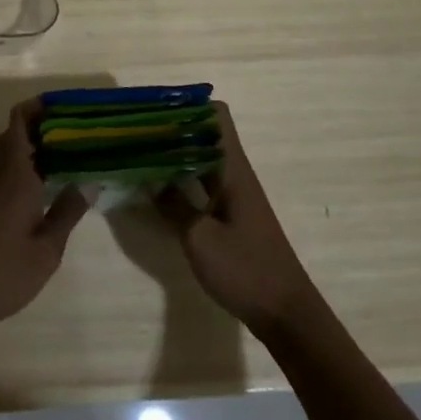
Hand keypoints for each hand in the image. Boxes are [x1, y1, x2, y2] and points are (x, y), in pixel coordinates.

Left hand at [0, 100, 89, 332]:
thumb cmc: (1, 272)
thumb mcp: (46, 250)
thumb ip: (66, 213)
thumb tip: (88, 182)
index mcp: (15, 175)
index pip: (19, 122)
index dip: (38, 106)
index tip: (66, 104)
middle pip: (12, 133)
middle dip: (39, 124)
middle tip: (73, 129)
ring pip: (6, 153)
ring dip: (31, 146)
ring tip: (65, 154)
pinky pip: (3, 172)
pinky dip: (24, 167)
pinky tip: (44, 186)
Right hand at [155, 103, 322, 333]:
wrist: (286, 315)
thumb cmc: (246, 270)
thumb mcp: (200, 238)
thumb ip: (172, 204)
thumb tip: (149, 178)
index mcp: (232, 168)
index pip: (215, 115)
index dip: (186, 104)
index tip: (153, 108)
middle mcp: (234, 173)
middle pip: (204, 133)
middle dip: (171, 127)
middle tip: (134, 130)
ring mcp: (233, 194)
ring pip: (201, 158)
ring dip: (173, 153)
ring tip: (138, 152)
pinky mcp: (230, 215)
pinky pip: (202, 182)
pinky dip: (180, 178)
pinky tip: (157, 188)